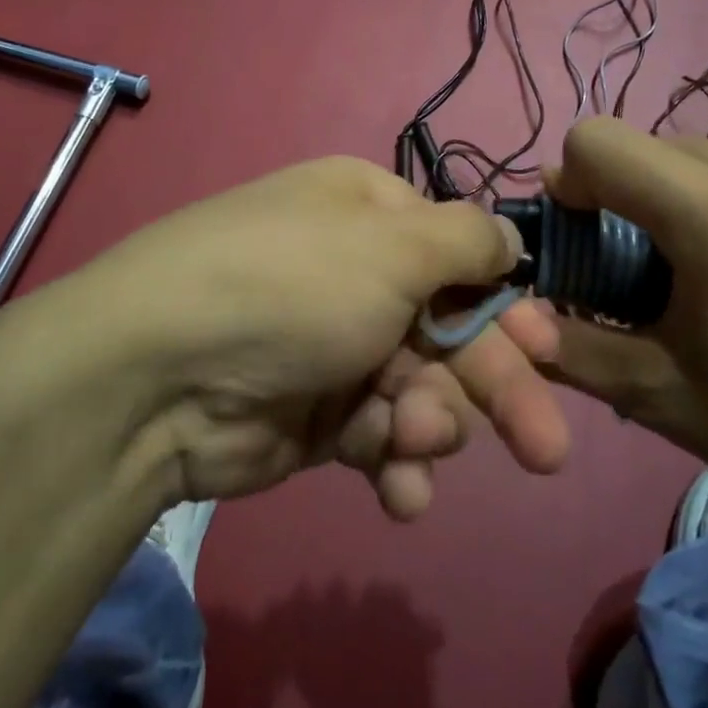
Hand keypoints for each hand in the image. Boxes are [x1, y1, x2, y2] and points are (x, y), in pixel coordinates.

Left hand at [37, 157, 569, 517]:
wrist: (160, 376)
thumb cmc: (295, 287)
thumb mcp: (393, 245)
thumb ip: (468, 241)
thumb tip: (510, 240)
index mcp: (372, 217)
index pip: (462, 256)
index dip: (507, 305)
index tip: (548, 351)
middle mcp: (357, 275)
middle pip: (451, 331)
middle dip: (496, 387)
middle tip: (545, 449)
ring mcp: (336, 348)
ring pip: (421, 390)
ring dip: (431, 423)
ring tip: (412, 443)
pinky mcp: (317, 416)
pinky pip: (379, 436)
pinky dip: (394, 463)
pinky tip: (399, 491)